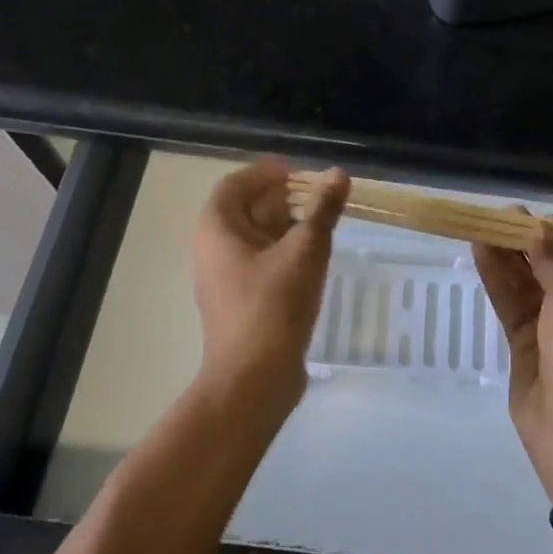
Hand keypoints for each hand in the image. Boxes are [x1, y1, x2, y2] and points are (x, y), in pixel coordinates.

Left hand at [192, 158, 347, 420]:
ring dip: (289, 225)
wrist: (253, 380)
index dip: (268, 173)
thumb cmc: (273, 306)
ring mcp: (226, 277)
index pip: (237, 183)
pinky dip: (286, 251)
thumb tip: (338, 174)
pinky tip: (316, 258)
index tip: (302, 172)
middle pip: (248, 208)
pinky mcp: (242, 300)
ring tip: (326, 223)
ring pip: (257, 237)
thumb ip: (322, 210)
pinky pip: (262, 262)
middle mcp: (214, 248)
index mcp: (217, 228)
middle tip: (323, 196)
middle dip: (285, 198)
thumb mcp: (305, 251)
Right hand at [474, 229, 552, 504]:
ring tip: (482, 228)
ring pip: (527, 287)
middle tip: (499, 217)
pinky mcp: (525, 348)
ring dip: (507, 259)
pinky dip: (498, 282)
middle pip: (552, 271)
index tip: (530, 218)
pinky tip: (480, 255)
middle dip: (527, 245)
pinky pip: (512, 308)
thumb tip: (542, 231)